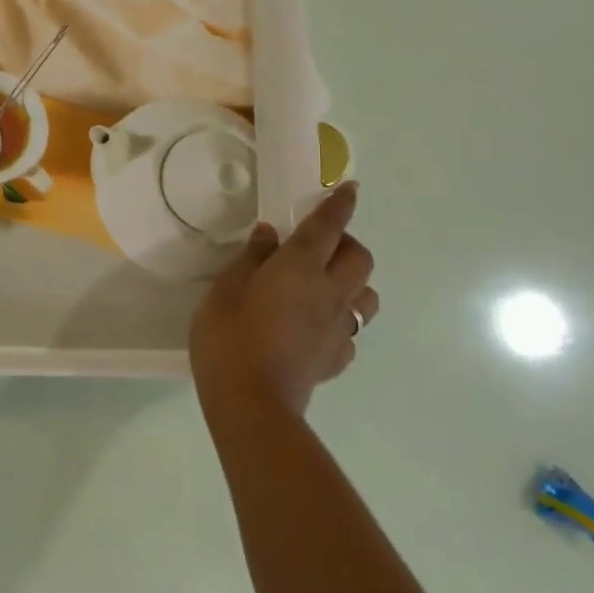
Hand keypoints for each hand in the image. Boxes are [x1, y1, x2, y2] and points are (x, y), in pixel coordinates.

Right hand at [190, 183, 377, 418]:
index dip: (340, 204)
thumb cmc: (229, 338)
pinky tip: (316, 328)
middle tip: (319, 246)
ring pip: (367, 296)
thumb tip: (270, 234)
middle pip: (360, 258)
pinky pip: (350, 332)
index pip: (328, 226)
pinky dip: (340, 322)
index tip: (350, 188)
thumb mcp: (226, 289)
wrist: (251, 404)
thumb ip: (251, 258)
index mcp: (300, 268)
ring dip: (353, 283)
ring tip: (324, 286)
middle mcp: (329, 293)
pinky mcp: (336, 359)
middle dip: (347, 243)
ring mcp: (338, 329)